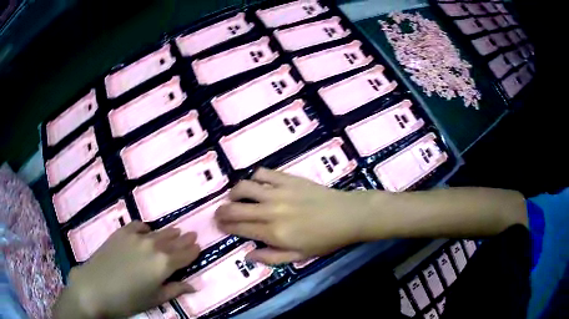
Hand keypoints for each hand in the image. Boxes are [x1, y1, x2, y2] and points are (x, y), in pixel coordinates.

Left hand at [54, 222, 199, 318]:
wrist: (96, 286)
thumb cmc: (128, 299)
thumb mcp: (155, 299)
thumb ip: (175, 290)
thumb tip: (194, 285)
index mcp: (164, 265)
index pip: (185, 255)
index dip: (193, 250)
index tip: (199, 245)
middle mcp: (153, 246)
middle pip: (173, 240)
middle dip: (184, 238)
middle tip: (193, 234)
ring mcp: (136, 237)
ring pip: (158, 232)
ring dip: (169, 232)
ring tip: (176, 230)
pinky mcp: (122, 233)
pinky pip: (138, 225)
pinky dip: (146, 228)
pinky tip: (147, 230)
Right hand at [215, 168, 371, 264]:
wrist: (346, 216)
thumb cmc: (324, 240)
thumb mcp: (298, 257)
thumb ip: (271, 257)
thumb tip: (247, 256)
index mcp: (273, 233)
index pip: (240, 228)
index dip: (225, 226)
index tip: (219, 225)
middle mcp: (270, 210)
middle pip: (236, 208)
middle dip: (222, 211)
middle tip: (218, 213)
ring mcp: (278, 192)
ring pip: (245, 187)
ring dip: (234, 193)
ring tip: (234, 197)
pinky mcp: (288, 179)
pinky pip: (264, 173)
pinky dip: (255, 178)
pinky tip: (257, 184)